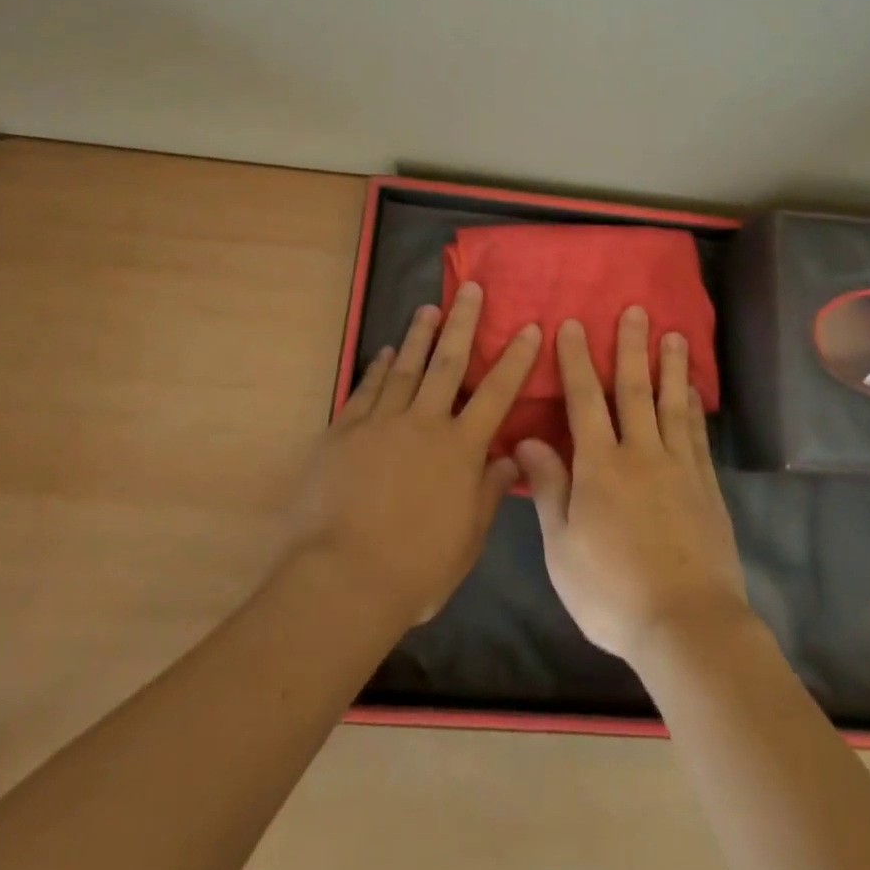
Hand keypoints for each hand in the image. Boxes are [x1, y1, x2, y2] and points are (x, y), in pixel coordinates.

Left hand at [286, 282, 538, 626]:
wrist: (340, 580)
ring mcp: (380, 423)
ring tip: (428, 308)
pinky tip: (385, 352)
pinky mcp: (344, 432)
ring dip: (419, 336)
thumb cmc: (414, 570)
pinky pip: (365, 390)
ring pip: (405, 367)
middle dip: (462, 323)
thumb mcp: (466, 541)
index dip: (515, 358)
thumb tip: (509, 457)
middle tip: (470, 289)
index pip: (497, 393)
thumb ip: (487, 493)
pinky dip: (377, 368)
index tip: (529, 327)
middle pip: (448, 363)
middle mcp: (424, 423)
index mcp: (460, 449)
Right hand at [516, 307, 751, 665]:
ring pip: (671, 404)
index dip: (577, 361)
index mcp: (600, 465)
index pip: (584, 400)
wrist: (687, 624)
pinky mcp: (706, 486)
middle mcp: (641, 454)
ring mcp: (678, 467)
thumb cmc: (612, 591)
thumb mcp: (562, 547)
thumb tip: (526, 440)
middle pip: (633, 390)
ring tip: (673, 334)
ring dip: (669, 366)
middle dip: (630, 348)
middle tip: (635, 310)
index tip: (574, 325)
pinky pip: (696, 435)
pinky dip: (692, 407)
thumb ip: (548, 488)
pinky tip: (692, 390)